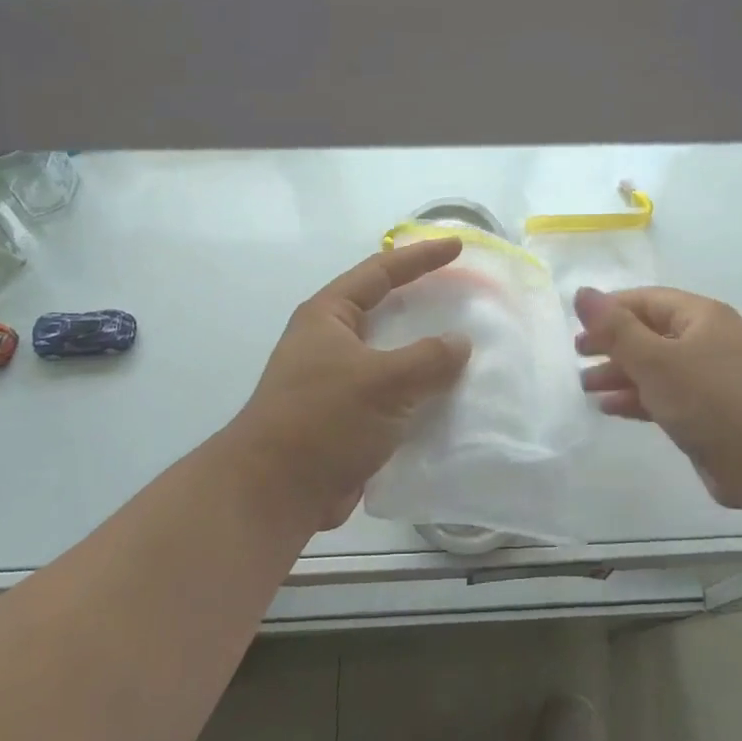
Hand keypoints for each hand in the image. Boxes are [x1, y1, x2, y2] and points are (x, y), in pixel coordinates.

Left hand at [230, 238, 472, 533]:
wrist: (275, 492)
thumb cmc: (323, 420)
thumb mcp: (382, 381)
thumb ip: (428, 358)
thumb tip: (460, 343)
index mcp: (328, 317)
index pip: (380, 272)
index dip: (420, 258)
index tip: (457, 248)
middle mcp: (329, 342)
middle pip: (384, 311)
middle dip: (422, 303)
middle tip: (463, 294)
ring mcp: (336, 381)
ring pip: (390, 356)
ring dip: (424, 353)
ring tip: (466, 346)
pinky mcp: (346, 417)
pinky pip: (392, 394)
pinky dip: (418, 392)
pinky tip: (450, 398)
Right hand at [574, 286, 741, 508]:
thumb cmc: (711, 400)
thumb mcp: (656, 360)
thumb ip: (615, 329)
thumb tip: (582, 293)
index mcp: (701, 317)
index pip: (646, 300)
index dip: (609, 310)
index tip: (576, 327)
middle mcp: (707, 341)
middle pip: (649, 333)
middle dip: (612, 344)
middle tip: (578, 357)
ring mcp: (709, 377)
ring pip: (655, 367)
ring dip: (620, 374)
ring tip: (585, 386)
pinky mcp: (707, 411)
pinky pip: (664, 395)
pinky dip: (637, 398)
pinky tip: (609, 408)